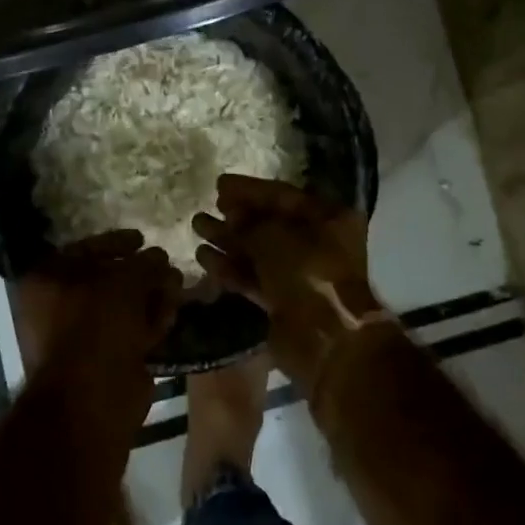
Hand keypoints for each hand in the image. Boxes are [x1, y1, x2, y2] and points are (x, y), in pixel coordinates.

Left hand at [14, 232, 180, 417]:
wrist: (92, 400)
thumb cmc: (97, 326)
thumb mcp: (124, 281)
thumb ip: (144, 263)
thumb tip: (159, 256)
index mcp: (46, 281)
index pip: (83, 250)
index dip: (116, 241)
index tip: (142, 238)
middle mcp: (58, 307)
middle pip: (106, 280)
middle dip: (141, 272)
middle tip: (167, 266)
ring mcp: (82, 337)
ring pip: (122, 307)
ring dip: (151, 295)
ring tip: (177, 286)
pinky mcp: (106, 361)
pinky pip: (131, 332)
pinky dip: (150, 322)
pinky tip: (171, 314)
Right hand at [192, 176, 385, 394]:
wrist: (326, 339)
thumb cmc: (307, 272)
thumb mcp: (275, 236)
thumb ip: (249, 221)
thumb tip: (232, 214)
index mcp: (327, 218)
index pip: (283, 195)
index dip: (249, 189)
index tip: (219, 185)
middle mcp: (316, 242)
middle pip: (269, 222)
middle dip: (236, 215)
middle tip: (207, 206)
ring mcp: (299, 273)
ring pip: (257, 250)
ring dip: (227, 239)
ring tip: (196, 226)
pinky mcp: (282, 301)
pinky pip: (253, 277)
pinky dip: (230, 267)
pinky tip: (203, 256)